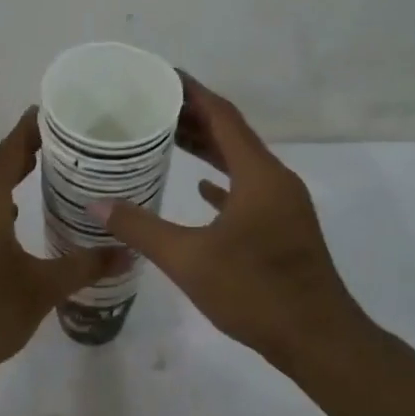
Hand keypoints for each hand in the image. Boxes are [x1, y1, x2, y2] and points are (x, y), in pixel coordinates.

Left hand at [0, 108, 124, 381]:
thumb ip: (86, 265)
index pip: (8, 152)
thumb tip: (129, 252)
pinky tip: (13, 212)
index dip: (29, 130)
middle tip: (59, 140)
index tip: (53, 112)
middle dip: (21, 149)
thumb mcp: (44, 288)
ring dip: (5, 174)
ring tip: (42, 168)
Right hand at [90, 75, 366, 372]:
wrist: (317, 338)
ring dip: (209, 149)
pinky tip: (201, 188)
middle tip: (154, 107)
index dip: (193, 93)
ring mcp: (283, 205)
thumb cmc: (254, 291)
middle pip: (233, 136)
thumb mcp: (189, 259)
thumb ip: (141, 228)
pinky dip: (223, 183)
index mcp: (259, 175)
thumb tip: (97, 205)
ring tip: (169, 138)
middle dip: (195, 118)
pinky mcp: (284, 229)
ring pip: (241, 164)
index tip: (163, 76)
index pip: (224, 117)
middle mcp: (275, 180)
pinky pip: (249, 191)